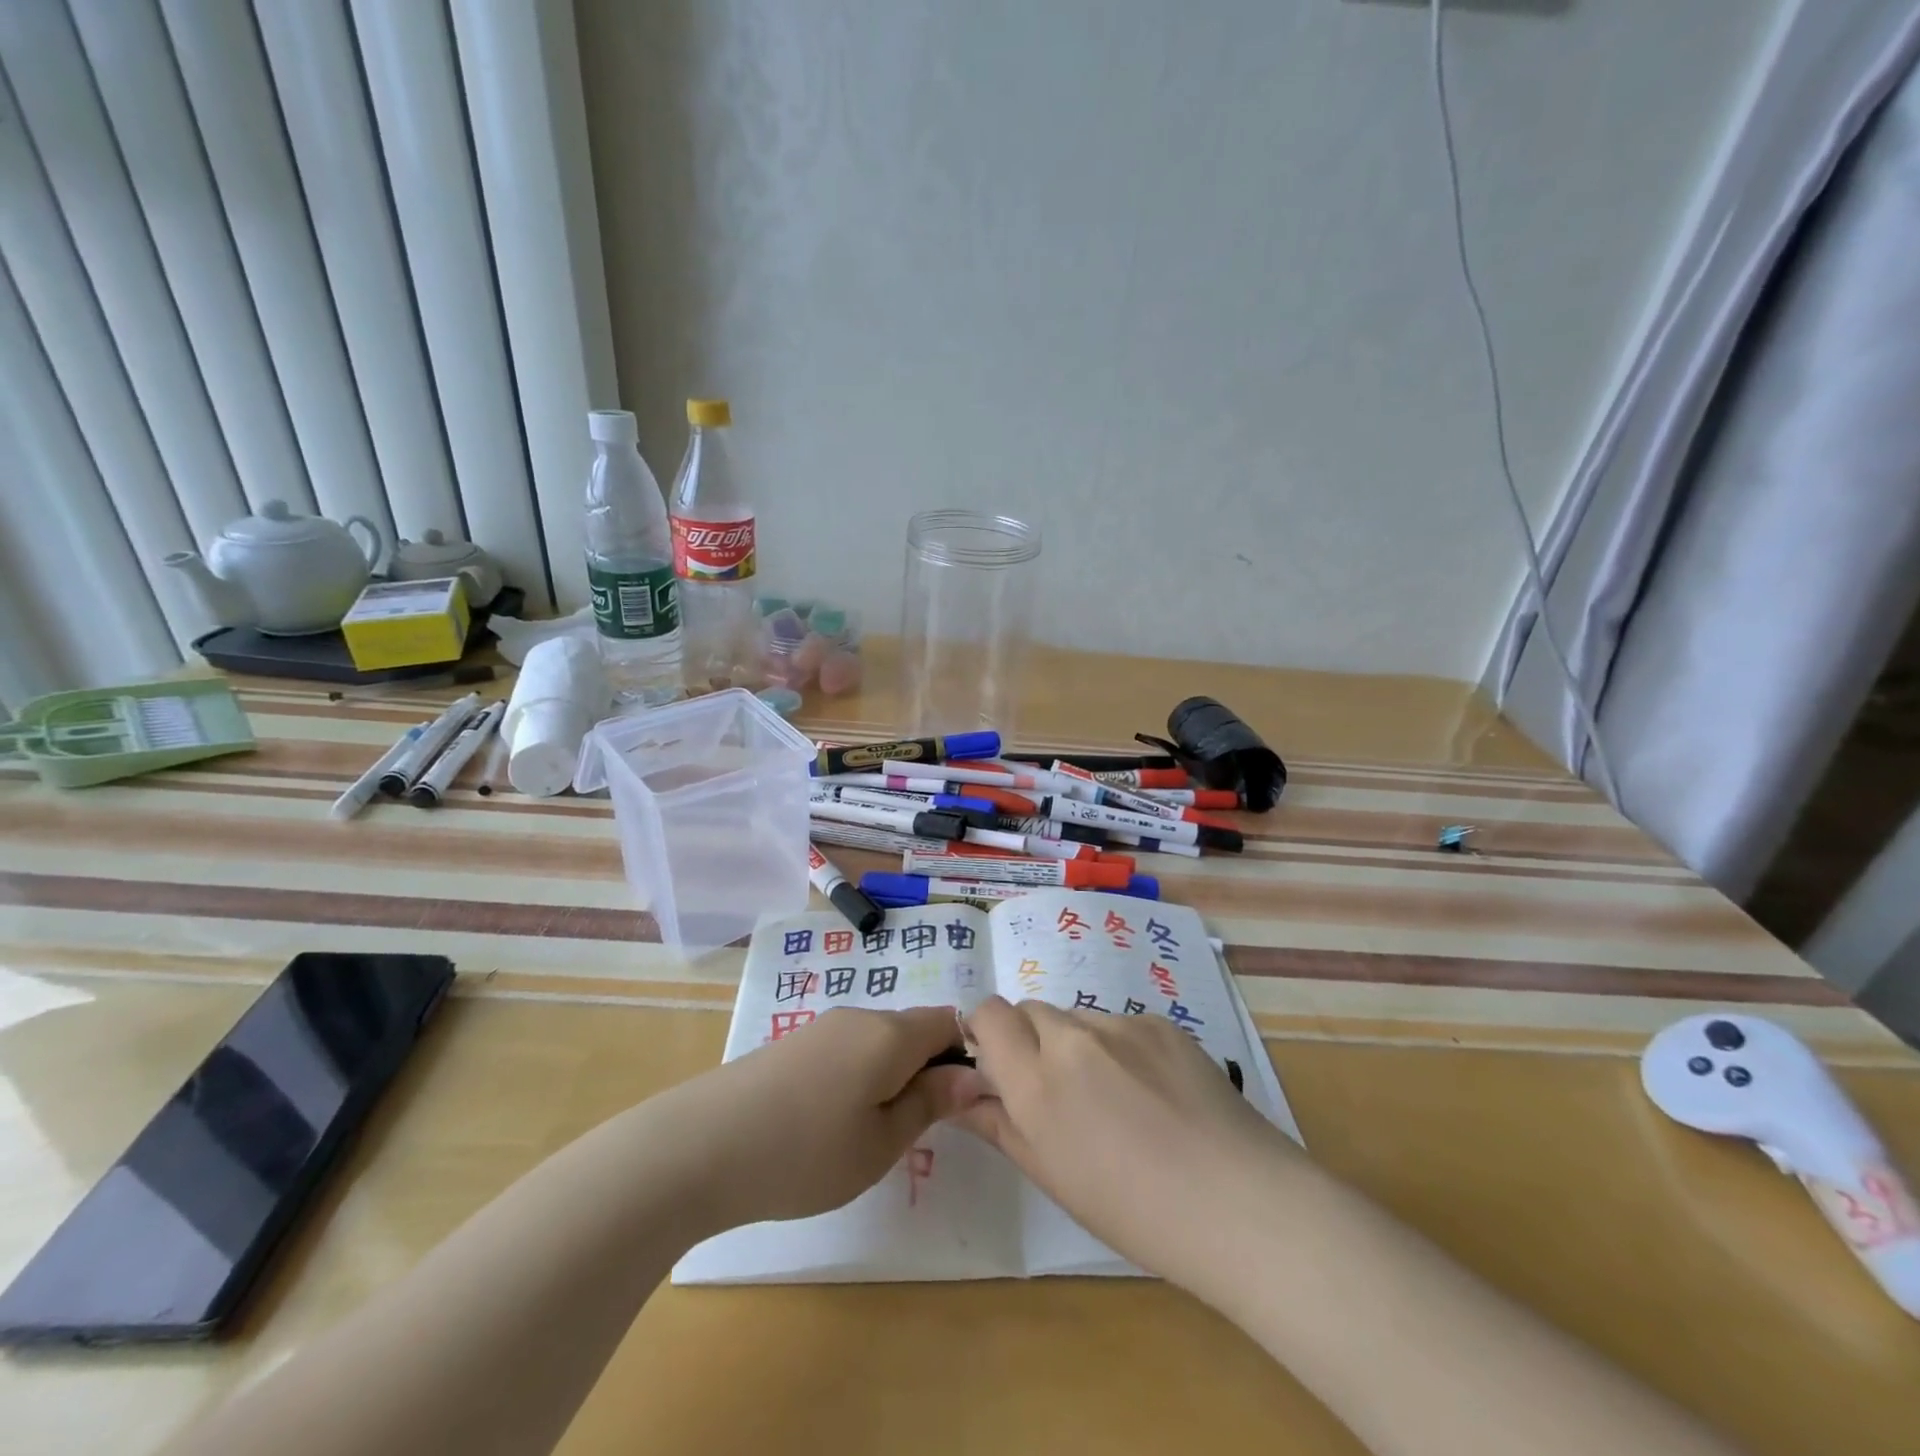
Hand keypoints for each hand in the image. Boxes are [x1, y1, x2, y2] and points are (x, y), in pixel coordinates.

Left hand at [666, 1006, 984, 1230]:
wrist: (701, 1145)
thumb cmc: (806, 1151)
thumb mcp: (881, 1142)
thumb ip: (930, 1103)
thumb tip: (972, 1075)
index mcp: (890, 1033)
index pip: (949, 1021)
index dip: (967, 1054)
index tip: (964, 1103)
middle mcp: (860, 1016)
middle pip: (913, 1030)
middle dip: (928, 1069)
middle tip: (919, 1130)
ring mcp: (823, 1027)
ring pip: (879, 1041)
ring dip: (891, 1075)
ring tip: (873, 1133)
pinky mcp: (794, 1043)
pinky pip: (848, 1049)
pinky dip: (859, 1076)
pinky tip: (833, 1121)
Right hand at [955, 995, 1302, 1291]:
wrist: (1241, 1204)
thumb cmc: (1135, 1211)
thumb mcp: (1053, 1178)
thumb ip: (1000, 1125)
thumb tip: (964, 1096)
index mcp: (1036, 1081)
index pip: (988, 1013)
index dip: (987, 1031)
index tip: (999, 1064)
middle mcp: (1073, 1037)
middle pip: (1030, 1010)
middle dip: (1030, 1039)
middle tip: (1058, 1091)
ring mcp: (1122, 1023)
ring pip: (1078, 1017)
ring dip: (1077, 1045)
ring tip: (1117, 1100)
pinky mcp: (1162, 1021)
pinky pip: (1122, 1023)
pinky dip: (1122, 1048)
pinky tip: (1154, 1093)